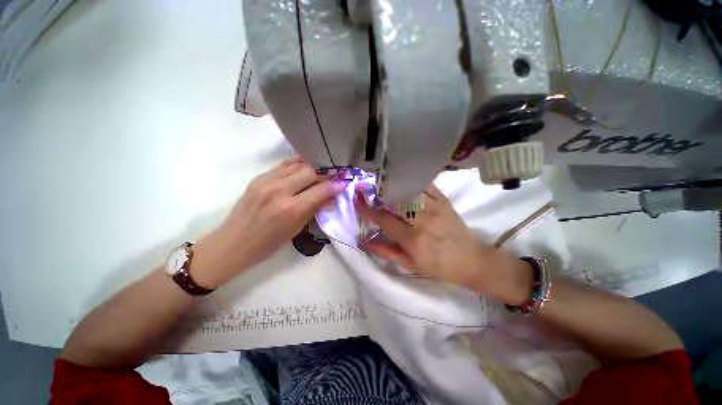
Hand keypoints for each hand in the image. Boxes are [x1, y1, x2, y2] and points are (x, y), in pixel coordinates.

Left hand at [190, 156, 348, 287]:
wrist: (233, 242)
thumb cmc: (268, 243)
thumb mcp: (296, 229)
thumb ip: (315, 209)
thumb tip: (332, 198)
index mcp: (291, 209)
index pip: (321, 189)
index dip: (335, 186)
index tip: (343, 184)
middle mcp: (280, 190)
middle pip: (310, 171)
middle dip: (323, 175)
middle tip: (328, 181)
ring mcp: (267, 181)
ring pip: (297, 164)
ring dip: (310, 169)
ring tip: (316, 176)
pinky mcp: (259, 177)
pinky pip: (283, 165)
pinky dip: (296, 166)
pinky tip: (301, 172)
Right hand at [354, 184, 532, 303]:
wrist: (471, 260)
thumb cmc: (438, 266)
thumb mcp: (410, 264)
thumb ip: (386, 251)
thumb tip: (365, 241)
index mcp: (412, 239)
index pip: (383, 219)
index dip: (367, 208)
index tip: (357, 198)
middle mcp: (422, 220)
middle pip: (394, 200)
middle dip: (377, 192)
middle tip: (366, 187)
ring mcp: (435, 207)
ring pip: (408, 189)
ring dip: (392, 186)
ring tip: (382, 184)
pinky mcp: (444, 201)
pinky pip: (425, 185)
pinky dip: (412, 182)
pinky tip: (403, 181)